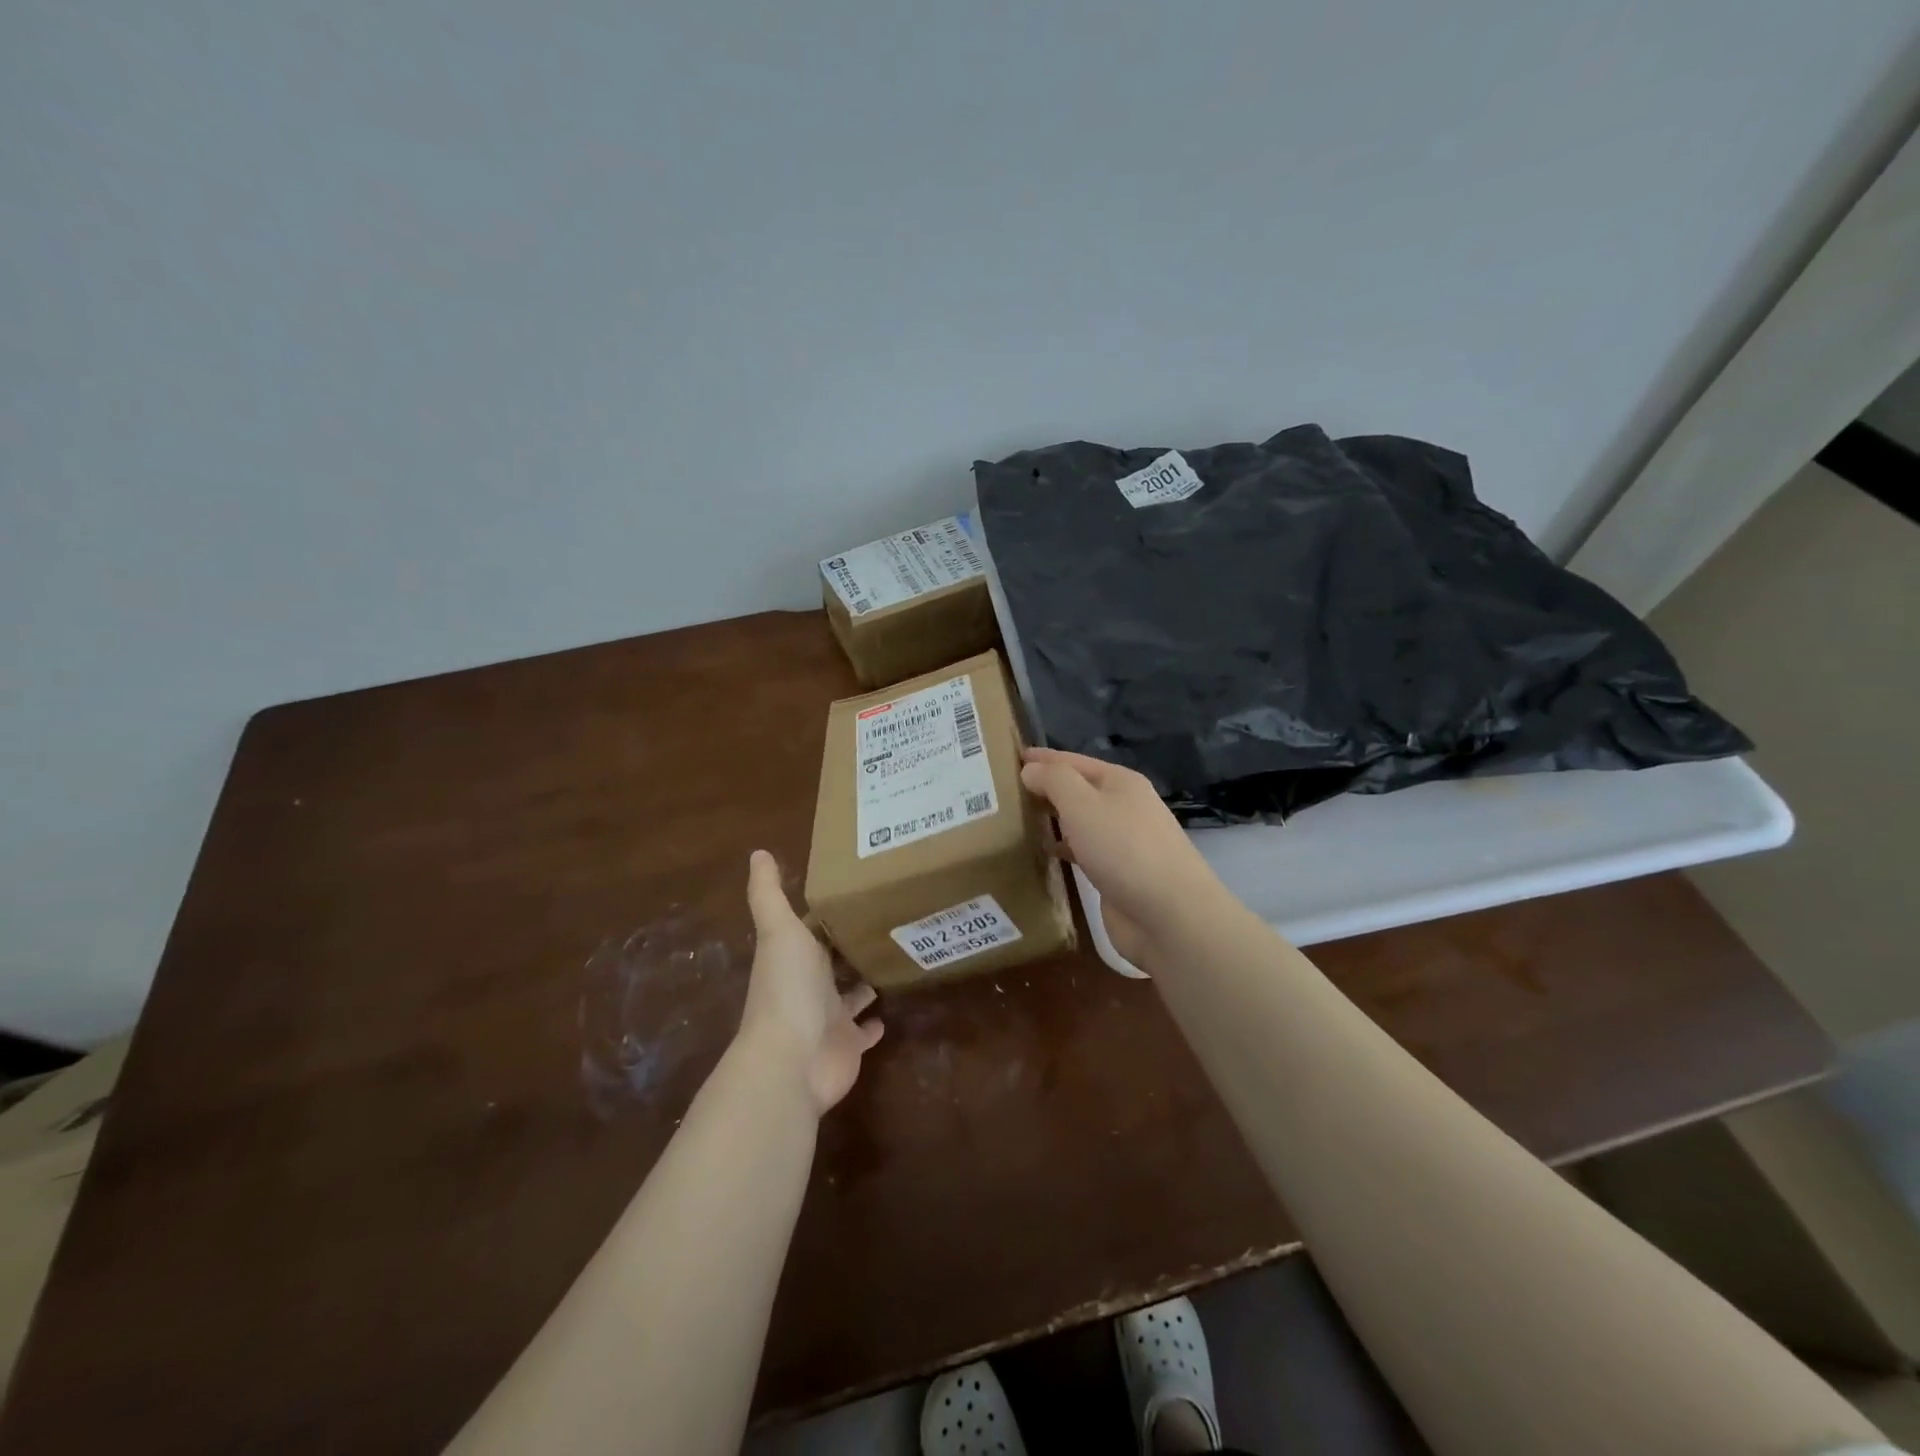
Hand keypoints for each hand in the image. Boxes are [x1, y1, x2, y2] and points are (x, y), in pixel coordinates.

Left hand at [737, 850, 883, 1112]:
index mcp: (794, 957)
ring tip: (893, 957)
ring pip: (849, 995)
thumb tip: (757, 853)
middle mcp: (809, 986)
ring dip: (863, 981)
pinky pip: (864, 1032)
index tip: (858, 889)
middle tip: (887, 920)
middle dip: (850, 944)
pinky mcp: (849, 1045)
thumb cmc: (788, 988)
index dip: (831, 912)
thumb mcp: (780, 931)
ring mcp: (829, 1018)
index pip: (814, 929)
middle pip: (832, 961)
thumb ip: (769, 894)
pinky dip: (874, 1023)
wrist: (793, 1060)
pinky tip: (890, 1010)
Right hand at [1019, 747, 1226, 964]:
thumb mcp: (1083, 804)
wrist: (1168, 915)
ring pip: (1081, 821)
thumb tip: (1030, 769)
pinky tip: (1044, 851)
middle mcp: (1124, 807)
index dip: (1044, 758)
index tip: (1012, 756)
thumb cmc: (1124, 849)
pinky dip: (1064, 846)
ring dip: (1054, 817)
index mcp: (1120, 782)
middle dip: (1047, 787)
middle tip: (1006, 789)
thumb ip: (1054, 781)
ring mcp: (1123, 842)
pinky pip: (1084, 850)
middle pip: (1079, 789)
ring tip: (1017, 817)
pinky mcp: (1118, 874)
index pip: (1074, 761)